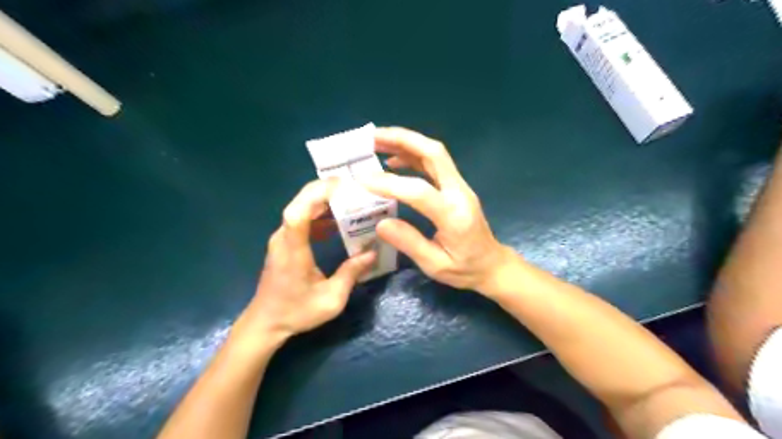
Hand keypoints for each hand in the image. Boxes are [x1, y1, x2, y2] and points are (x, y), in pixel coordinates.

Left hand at [234, 179, 374, 341]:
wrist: (266, 322)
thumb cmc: (297, 312)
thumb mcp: (331, 299)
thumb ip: (351, 274)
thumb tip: (373, 253)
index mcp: (293, 251)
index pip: (297, 213)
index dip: (317, 195)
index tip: (342, 187)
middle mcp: (283, 238)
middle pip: (300, 203)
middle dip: (326, 191)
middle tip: (355, 189)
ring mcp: (282, 238)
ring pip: (301, 208)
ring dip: (324, 201)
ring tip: (351, 201)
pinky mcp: (285, 242)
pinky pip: (301, 219)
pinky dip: (319, 214)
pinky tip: (337, 221)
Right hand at [360, 124, 513, 290]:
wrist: (492, 264)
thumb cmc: (465, 268)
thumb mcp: (435, 265)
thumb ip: (409, 243)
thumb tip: (380, 223)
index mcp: (454, 216)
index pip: (420, 191)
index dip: (390, 183)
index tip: (362, 179)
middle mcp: (459, 193)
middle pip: (434, 153)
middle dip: (402, 139)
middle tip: (371, 137)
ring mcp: (459, 186)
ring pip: (434, 153)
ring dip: (405, 142)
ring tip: (376, 142)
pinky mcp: (456, 186)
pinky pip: (434, 163)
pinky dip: (412, 155)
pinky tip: (393, 160)